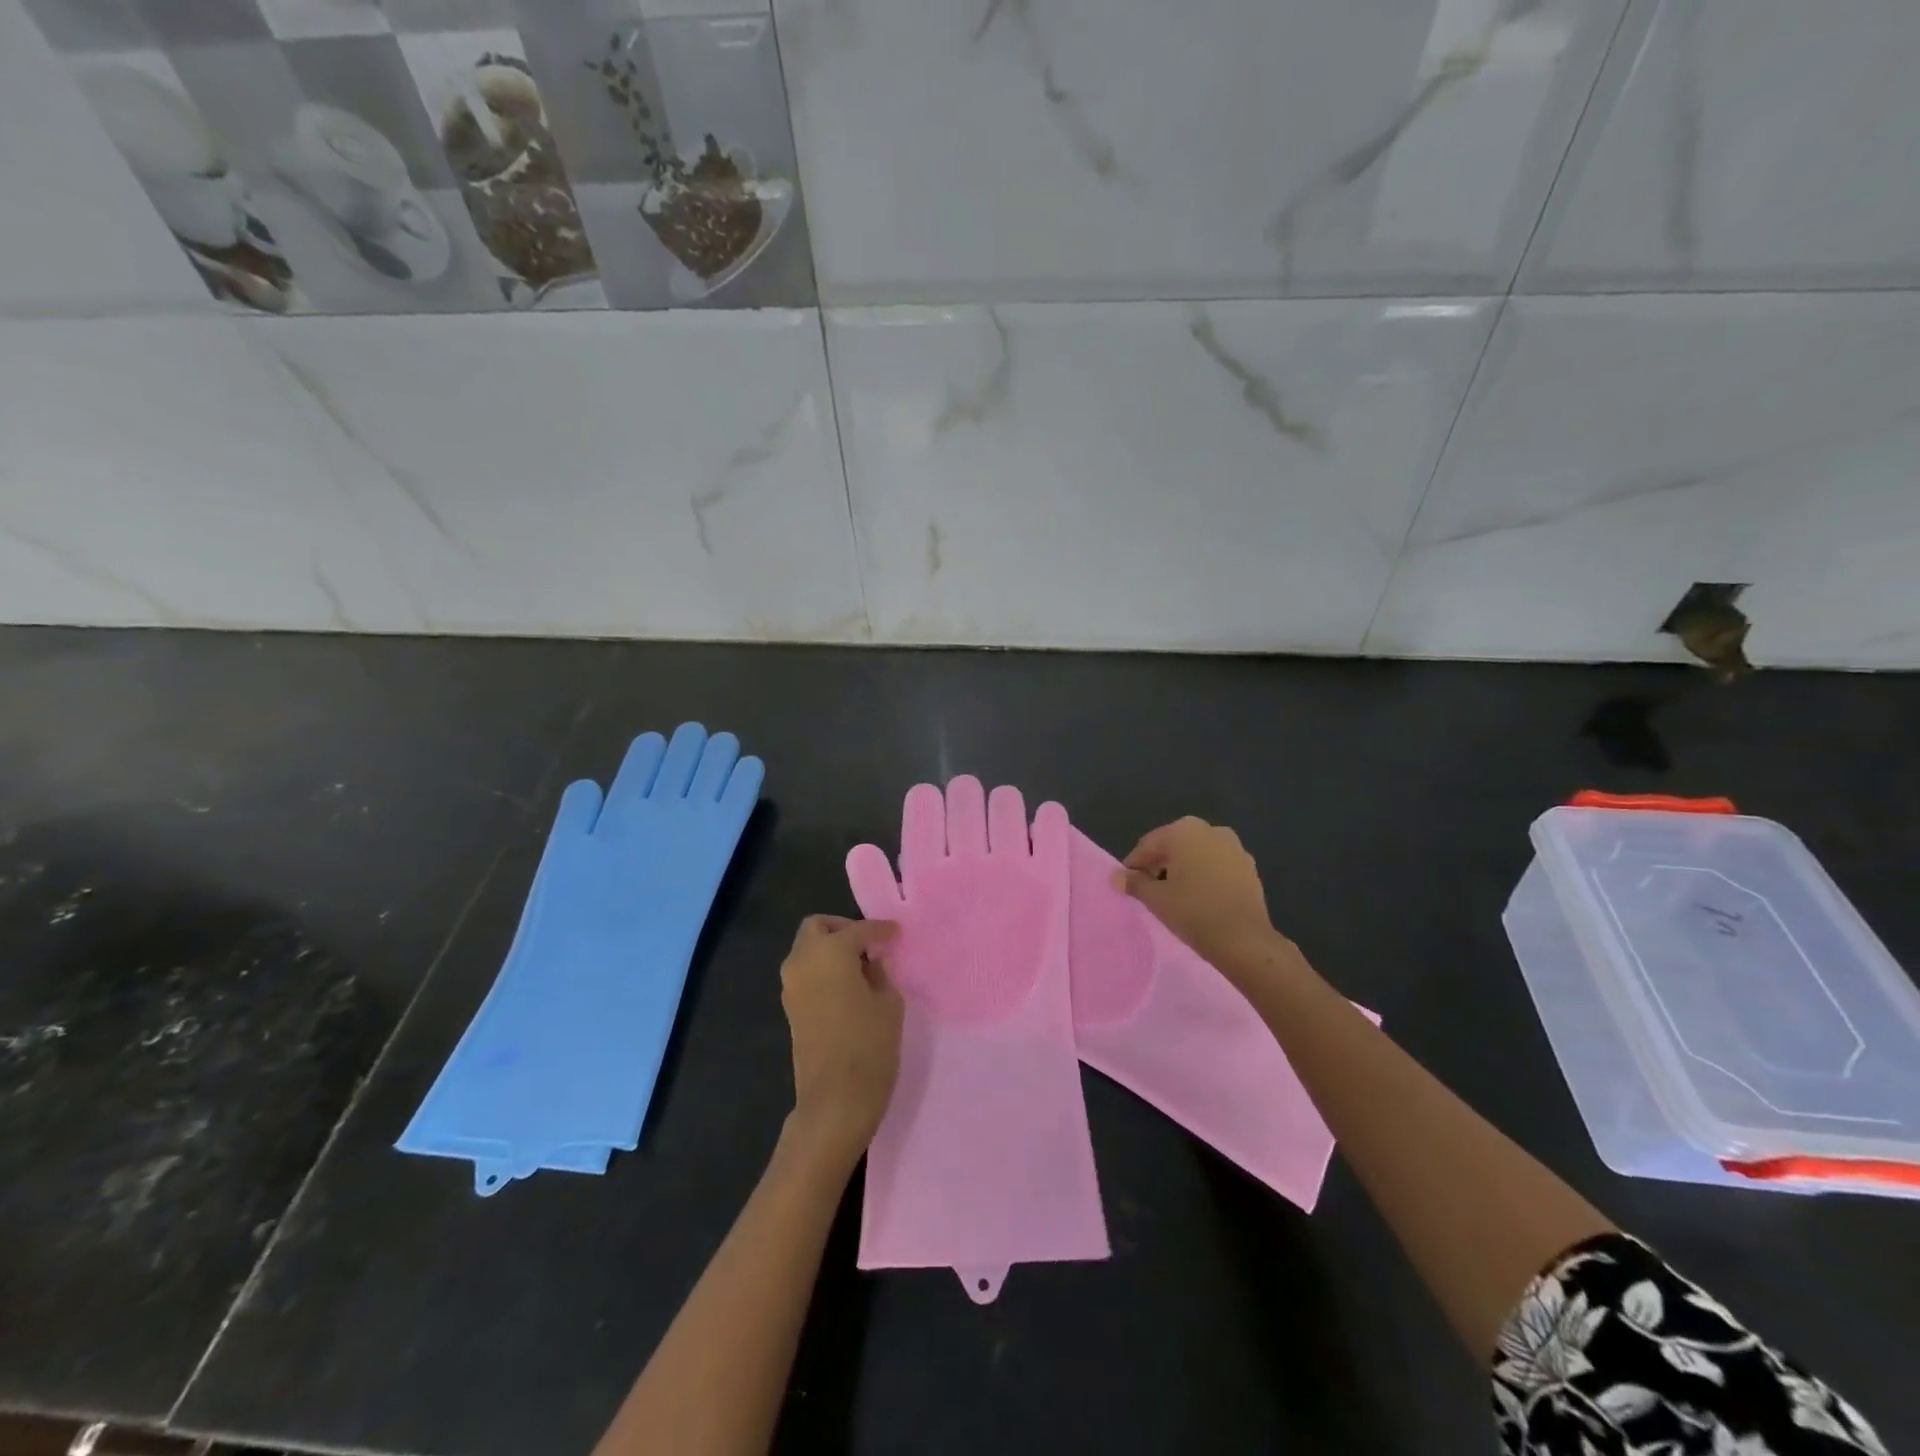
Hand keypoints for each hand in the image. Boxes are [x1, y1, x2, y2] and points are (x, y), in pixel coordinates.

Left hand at [780, 915, 903, 1163]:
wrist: (834, 1101)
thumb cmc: (869, 1046)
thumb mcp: (888, 1004)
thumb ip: (880, 974)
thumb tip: (872, 962)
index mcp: (830, 952)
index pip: (858, 930)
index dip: (880, 929)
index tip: (896, 933)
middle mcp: (803, 961)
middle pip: (817, 928)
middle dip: (842, 929)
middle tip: (868, 945)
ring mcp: (791, 985)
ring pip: (807, 950)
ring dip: (830, 949)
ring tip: (861, 967)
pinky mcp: (790, 1008)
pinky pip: (805, 972)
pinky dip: (823, 969)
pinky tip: (848, 986)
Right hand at [1116, 817, 1287, 985]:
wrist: (1244, 939)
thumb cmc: (1192, 911)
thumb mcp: (1155, 898)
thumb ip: (1134, 883)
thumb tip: (1116, 877)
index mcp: (1184, 831)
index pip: (1148, 845)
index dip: (1134, 866)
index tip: (1127, 886)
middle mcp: (1210, 830)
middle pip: (1174, 846)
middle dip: (1159, 864)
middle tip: (1150, 890)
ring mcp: (1234, 847)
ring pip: (1197, 854)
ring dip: (1183, 869)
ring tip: (1175, 895)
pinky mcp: (1249, 867)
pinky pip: (1217, 866)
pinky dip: (1205, 876)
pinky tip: (1200, 898)